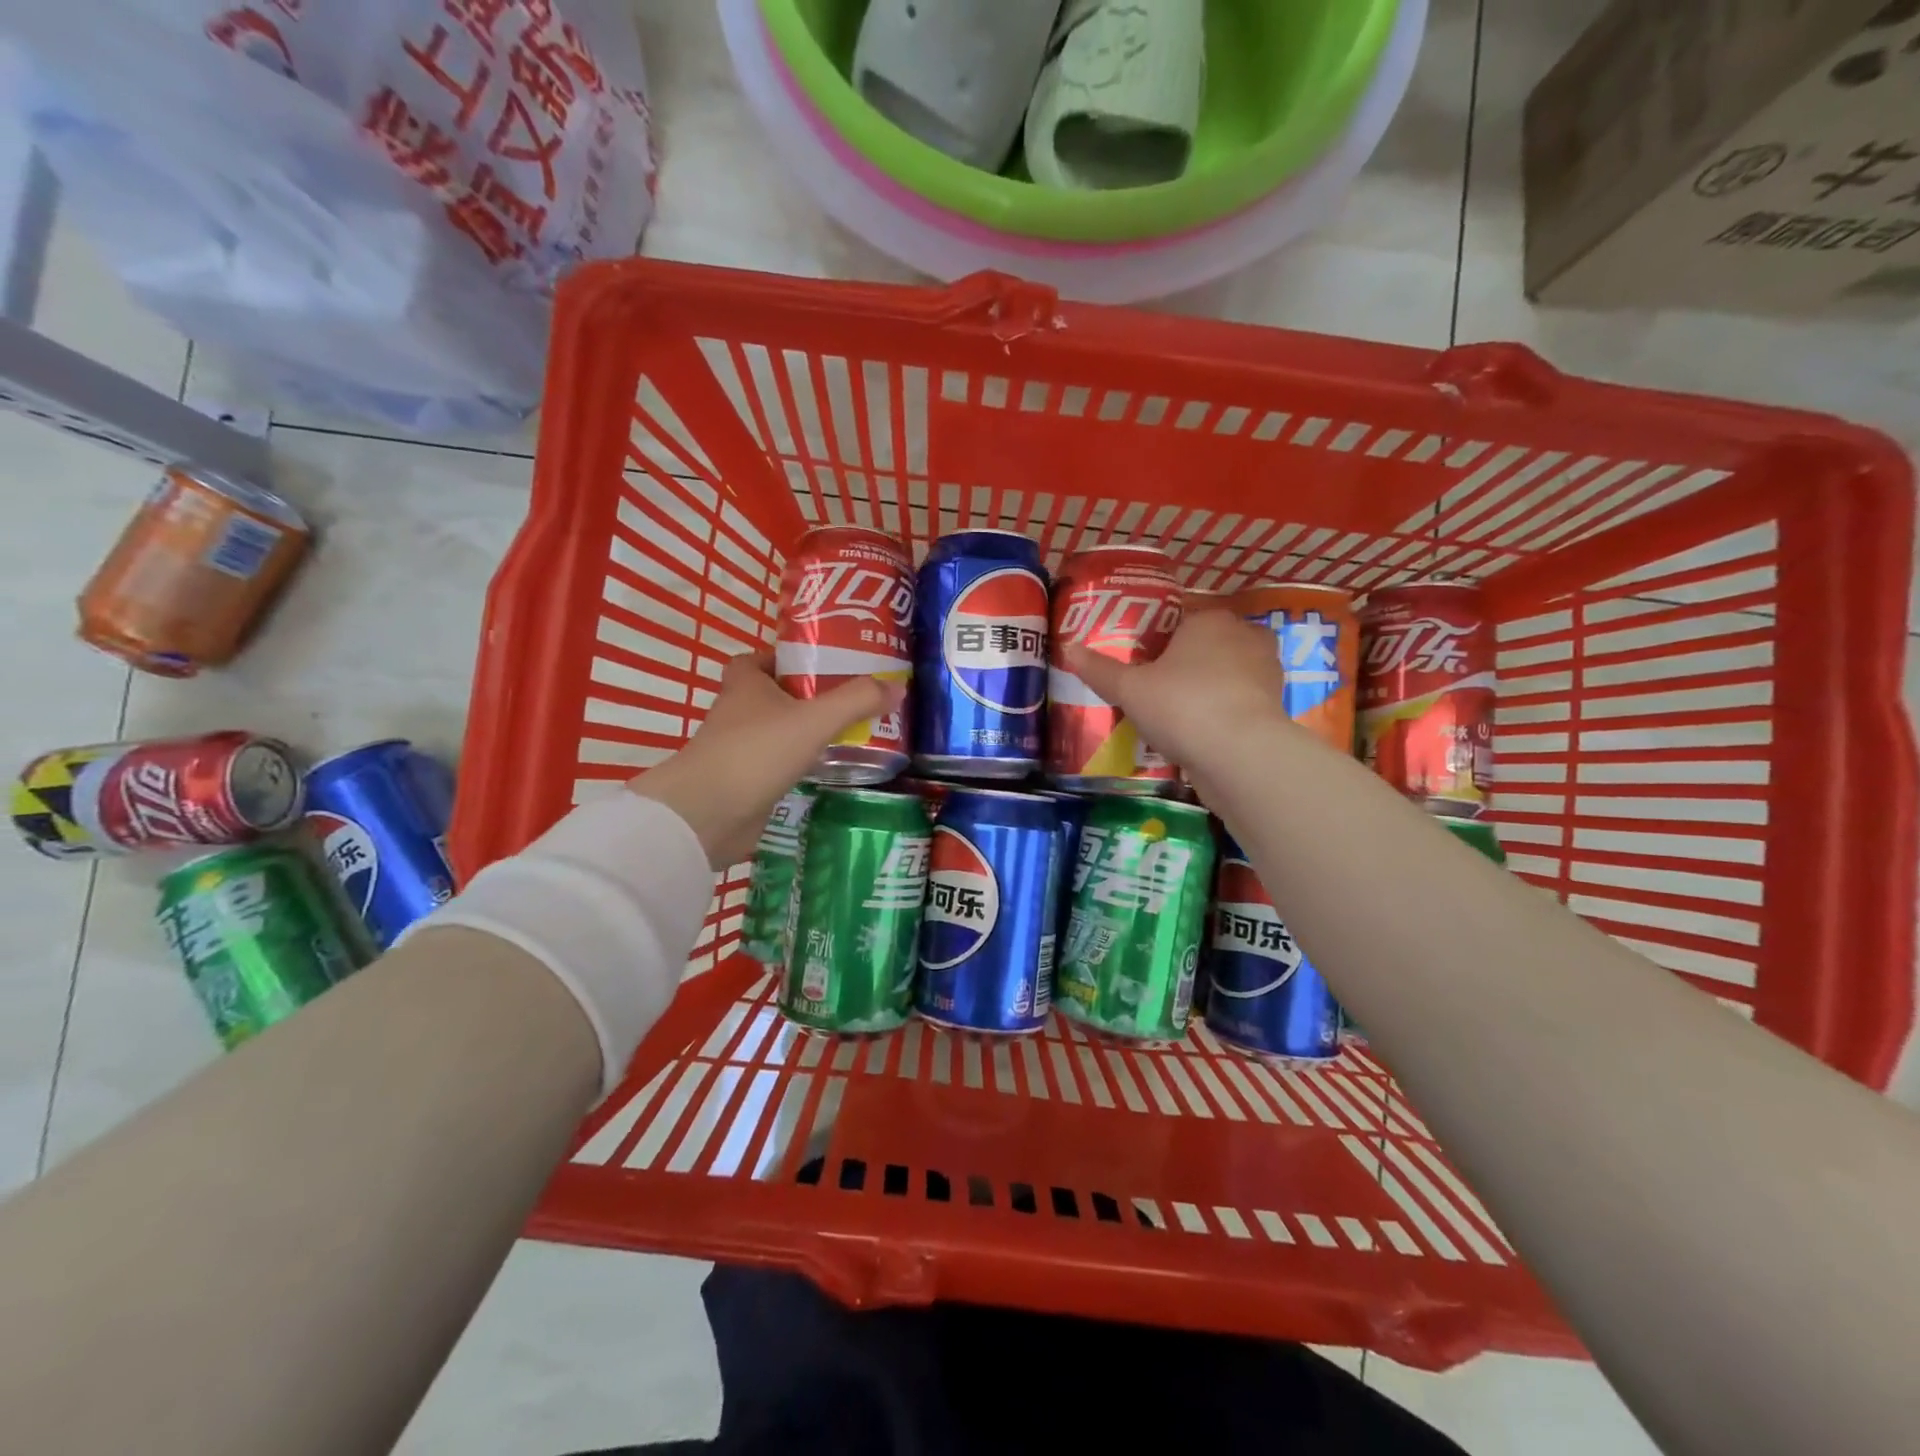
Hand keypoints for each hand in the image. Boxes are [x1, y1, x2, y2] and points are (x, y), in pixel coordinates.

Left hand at [628, 654, 902, 867]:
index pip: (760, 658)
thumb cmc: (755, 753)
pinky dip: (799, 763)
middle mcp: (738, 712)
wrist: (707, 815)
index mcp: (746, 685)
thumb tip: (897, 687)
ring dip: (804, 731)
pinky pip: (777, 764)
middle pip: (773, 694)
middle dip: (806, 695)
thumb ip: (856, 701)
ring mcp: (739, 749)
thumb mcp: (814, 720)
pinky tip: (829, 767)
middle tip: (849, 697)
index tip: (821, 663)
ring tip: (849, 731)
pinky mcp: (745, 781)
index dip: (786, 657)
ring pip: (777, 731)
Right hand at [1064, 609, 1298, 791]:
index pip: (1179, 621)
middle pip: (1205, 646)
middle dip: (1185, 665)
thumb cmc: (1181, 706)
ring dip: (1206, 690)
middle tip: (1154, 691)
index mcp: (1209, 620)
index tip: (1140, 666)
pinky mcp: (1275, 706)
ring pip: (1225, 674)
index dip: (1157, 642)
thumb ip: (1099, 669)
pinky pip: (1238, 702)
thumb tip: (1068, 648)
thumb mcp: (1130, 689)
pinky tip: (1200, 733)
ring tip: (1175, 715)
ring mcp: (1266, 671)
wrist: (1241, 755)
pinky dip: (1222, 713)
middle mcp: (1244, 636)